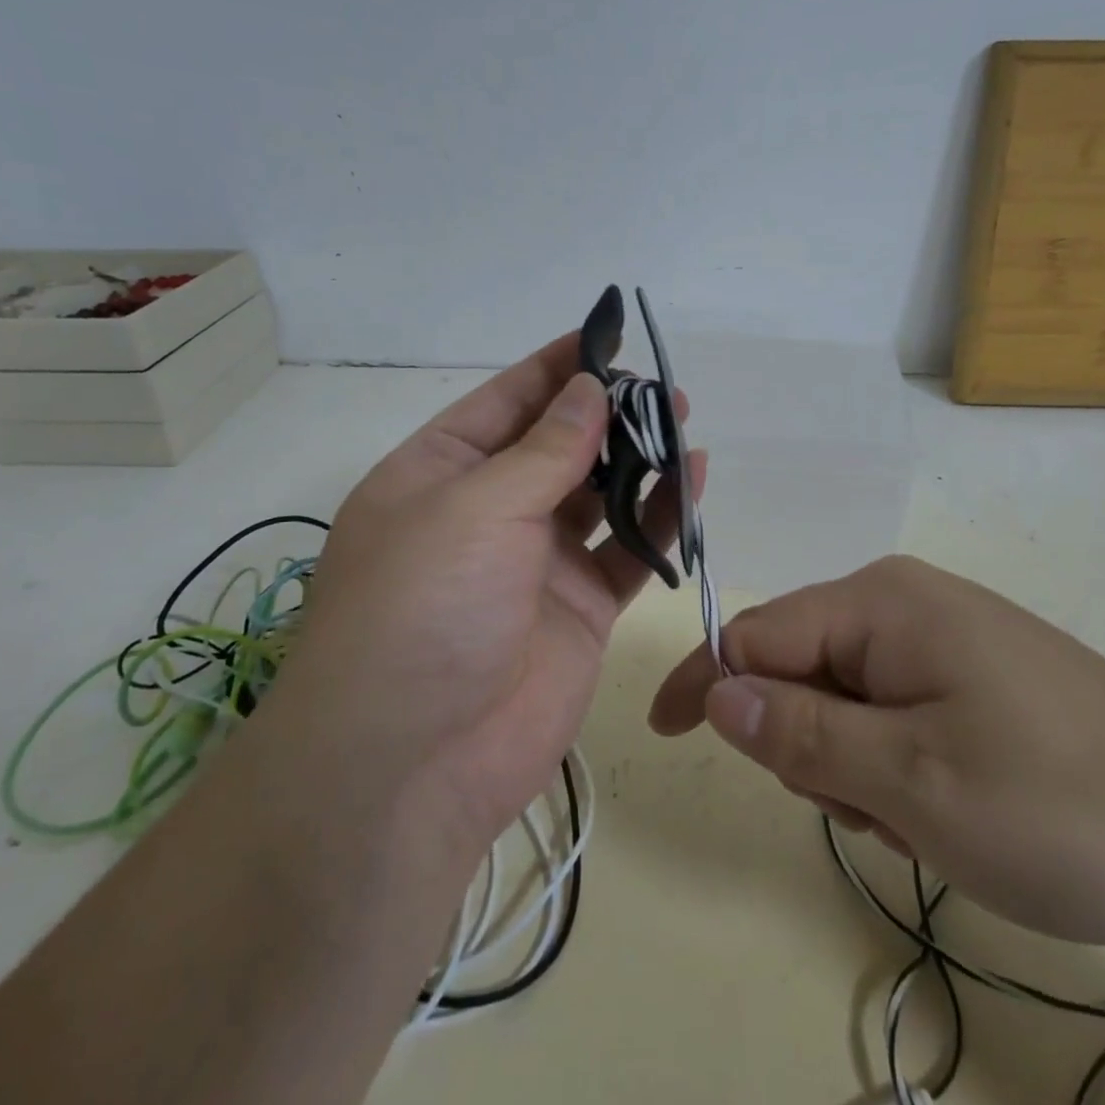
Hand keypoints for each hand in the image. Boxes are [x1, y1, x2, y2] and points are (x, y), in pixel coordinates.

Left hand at [260, 333, 702, 853]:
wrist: (410, 768)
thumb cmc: (420, 611)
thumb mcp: (475, 509)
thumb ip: (545, 449)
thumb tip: (590, 388)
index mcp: (439, 475)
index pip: (506, 402)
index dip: (555, 367)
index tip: (606, 335)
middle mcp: (488, 512)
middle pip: (558, 445)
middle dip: (607, 412)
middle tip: (661, 386)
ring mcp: (536, 562)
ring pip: (599, 494)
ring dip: (639, 459)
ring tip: (683, 422)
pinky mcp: (580, 608)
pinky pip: (628, 550)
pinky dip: (660, 517)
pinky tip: (693, 481)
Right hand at [649, 556, 1104, 953]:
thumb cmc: (1059, 806)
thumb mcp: (911, 782)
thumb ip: (802, 733)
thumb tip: (717, 691)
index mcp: (882, 602)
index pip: (757, 633)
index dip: (705, 682)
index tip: (666, 734)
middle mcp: (906, 600)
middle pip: (802, 667)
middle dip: (809, 746)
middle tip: (874, 811)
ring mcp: (946, 635)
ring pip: (847, 698)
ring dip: (857, 767)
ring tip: (927, 820)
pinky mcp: (975, 672)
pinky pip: (894, 710)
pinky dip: (896, 767)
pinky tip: (953, 808)